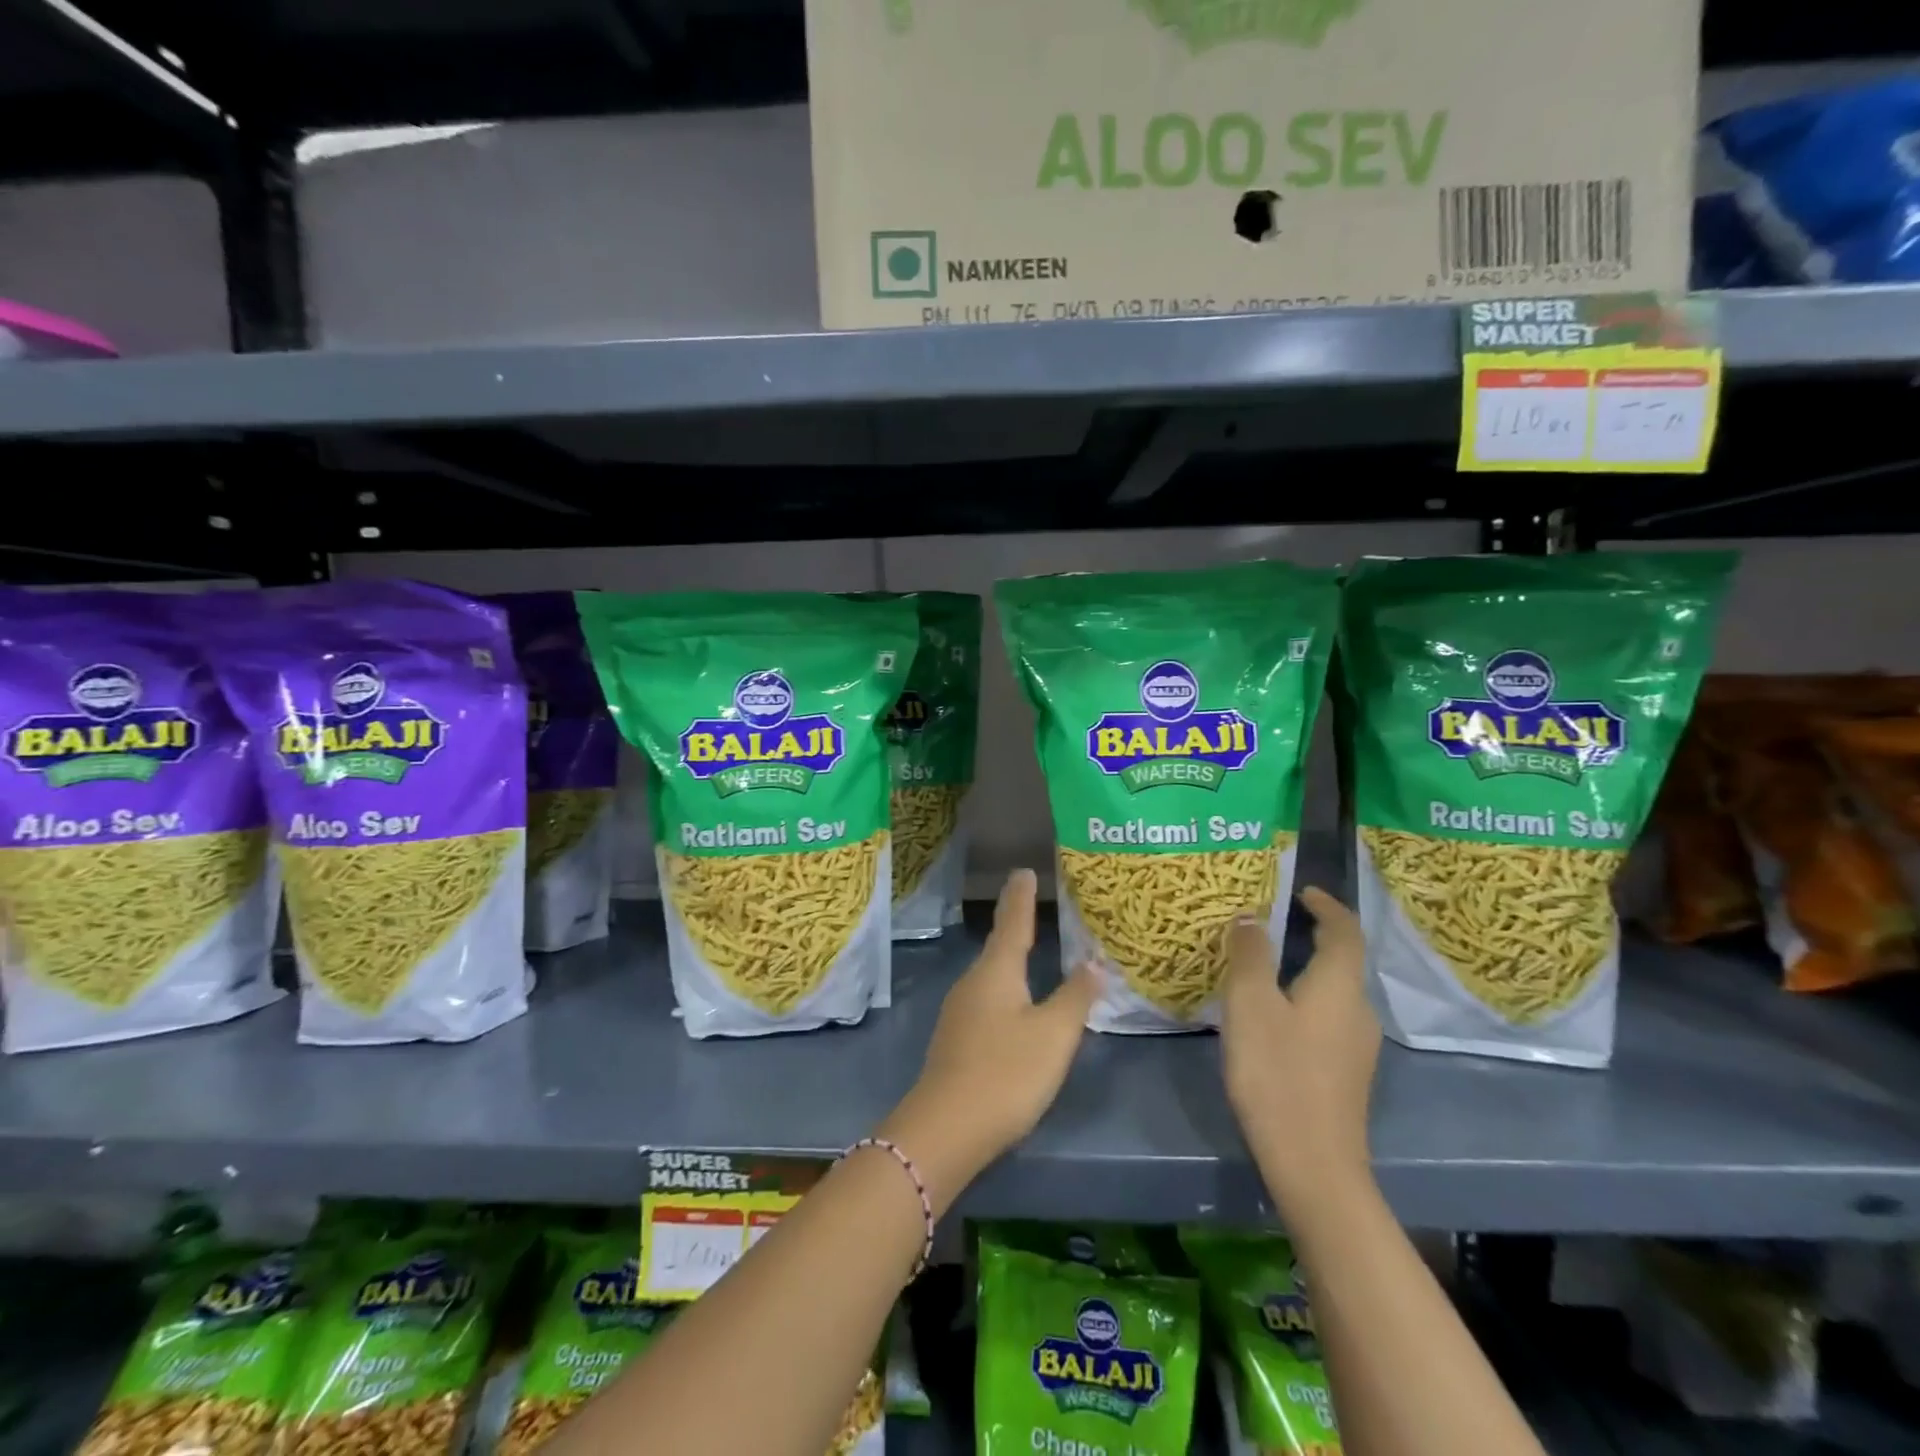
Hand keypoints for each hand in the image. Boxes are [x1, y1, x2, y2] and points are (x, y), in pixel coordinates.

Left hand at [881, 869, 1094, 1208]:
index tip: (1023, 870)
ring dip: (1009, 958)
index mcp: (997, 971)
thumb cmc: (1006, 1072)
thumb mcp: (1053, 1035)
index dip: (1021, 897)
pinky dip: (1003, 989)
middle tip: (1031, 904)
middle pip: (998, 946)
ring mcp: (959, 1012)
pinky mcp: (955, 1040)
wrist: (946, 1129)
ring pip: (990, 975)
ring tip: (1028, 951)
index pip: (1013, 922)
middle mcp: (973, 982)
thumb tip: (1094, 962)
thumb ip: (1075, 997)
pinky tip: (1013, 1005)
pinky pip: (985, 1000)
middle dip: (1015, 925)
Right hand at [1220, 886, 1378, 1214]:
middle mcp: (1359, 1010)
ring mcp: (1357, 1045)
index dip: (1326, 905)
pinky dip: (1306, 997)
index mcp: (1340, 986)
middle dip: (1314, 934)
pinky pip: (1329, 1016)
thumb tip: (1250, 917)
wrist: (1313, 1164)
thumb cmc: (1278, 1073)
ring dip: (1307, 967)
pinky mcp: (1346, 1072)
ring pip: (1335, 990)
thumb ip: (1250, 955)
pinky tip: (1273, 1014)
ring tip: (1265, 963)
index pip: (1345, 930)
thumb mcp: (1250, 1005)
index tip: (1300, 891)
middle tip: (1273, 921)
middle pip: (1343, 959)